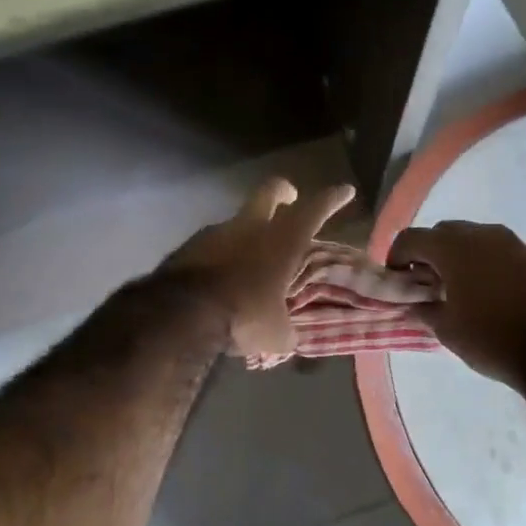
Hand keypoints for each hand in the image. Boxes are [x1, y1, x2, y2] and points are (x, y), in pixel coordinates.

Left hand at [166, 178, 356, 359]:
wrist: (181, 314)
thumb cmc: (243, 316)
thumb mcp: (275, 334)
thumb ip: (285, 329)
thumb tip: (287, 335)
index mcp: (282, 242)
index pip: (314, 210)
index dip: (332, 198)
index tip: (345, 190)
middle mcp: (250, 228)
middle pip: (269, 191)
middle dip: (283, 191)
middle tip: (289, 197)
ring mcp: (215, 233)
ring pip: (237, 221)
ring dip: (246, 231)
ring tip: (249, 256)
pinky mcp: (188, 246)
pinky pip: (211, 244)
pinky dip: (220, 254)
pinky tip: (219, 275)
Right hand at [388, 221, 525, 388]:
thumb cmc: (491, 339)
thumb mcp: (446, 329)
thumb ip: (423, 309)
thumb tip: (415, 302)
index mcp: (454, 247)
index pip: (411, 238)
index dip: (396, 257)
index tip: (396, 279)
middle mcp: (482, 234)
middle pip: (442, 233)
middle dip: (428, 253)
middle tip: (424, 283)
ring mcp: (511, 243)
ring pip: (471, 238)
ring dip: (456, 256)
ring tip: (455, 287)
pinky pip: (495, 250)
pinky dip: (481, 262)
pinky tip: (484, 291)